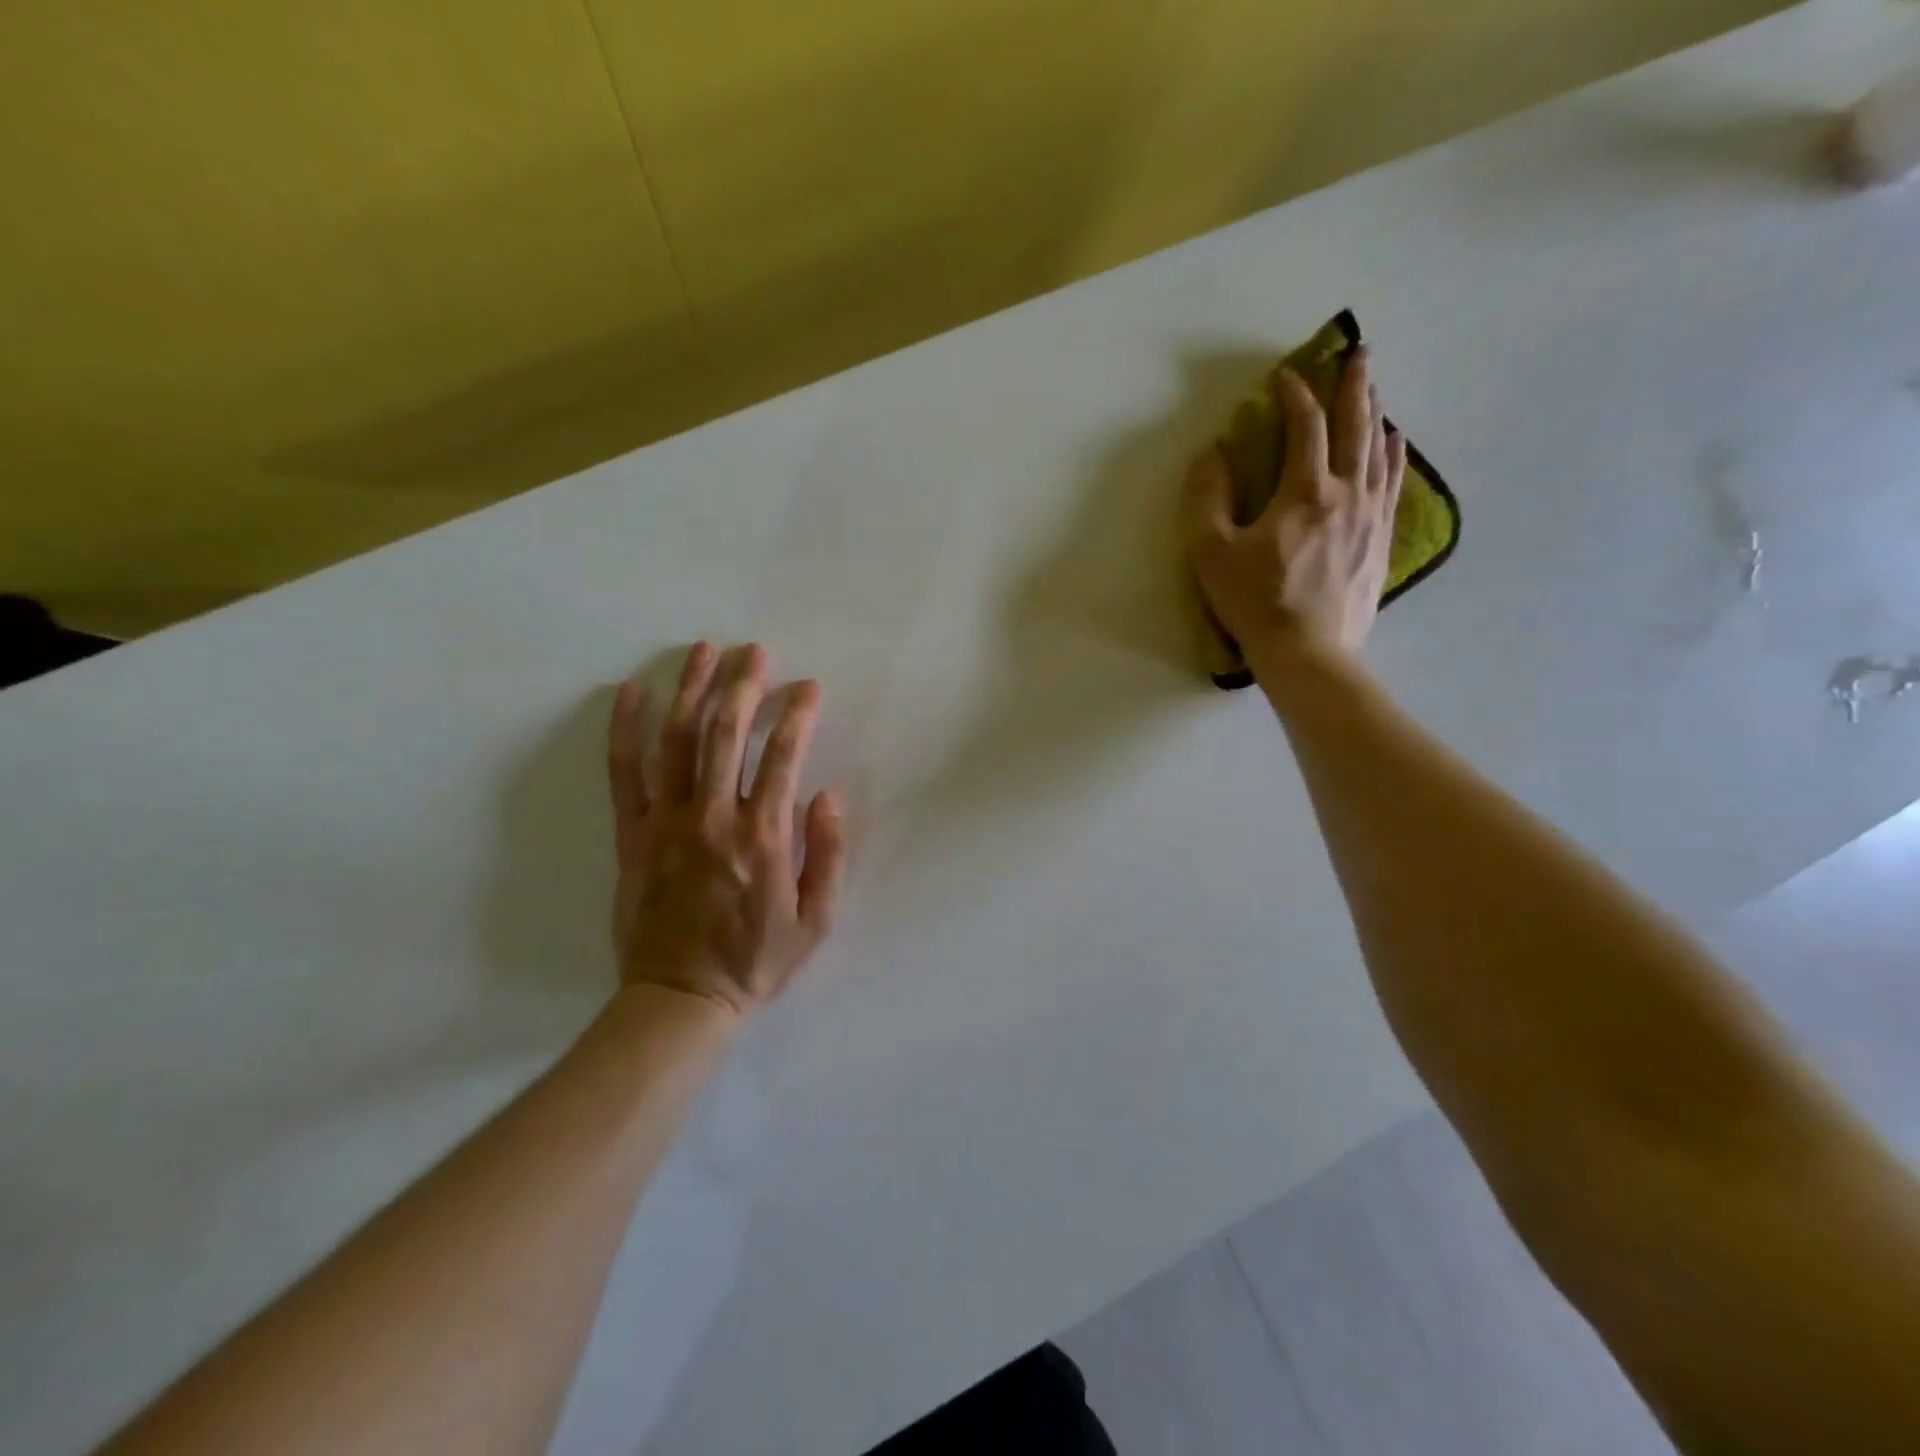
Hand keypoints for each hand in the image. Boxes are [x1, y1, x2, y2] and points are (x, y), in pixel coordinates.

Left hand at [605, 641, 847, 1018]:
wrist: (681, 1000)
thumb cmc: (757, 962)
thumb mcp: (817, 920)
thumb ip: (828, 854)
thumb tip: (829, 796)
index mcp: (763, 835)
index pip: (783, 755)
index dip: (797, 714)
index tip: (808, 688)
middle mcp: (714, 816)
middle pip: (726, 733)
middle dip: (744, 684)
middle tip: (756, 651)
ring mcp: (667, 822)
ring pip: (677, 740)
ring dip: (691, 689)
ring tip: (704, 650)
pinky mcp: (632, 835)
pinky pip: (625, 773)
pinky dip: (625, 729)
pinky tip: (630, 692)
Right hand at [1186, 346, 1407, 669]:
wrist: (1307, 653)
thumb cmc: (1254, 602)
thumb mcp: (1211, 551)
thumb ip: (1207, 497)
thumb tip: (1213, 452)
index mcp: (1305, 491)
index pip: (1305, 427)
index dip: (1295, 396)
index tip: (1286, 377)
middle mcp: (1348, 493)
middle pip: (1356, 426)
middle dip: (1356, 385)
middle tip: (1360, 352)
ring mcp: (1371, 517)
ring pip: (1381, 451)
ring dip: (1377, 414)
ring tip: (1375, 391)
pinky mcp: (1381, 541)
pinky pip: (1393, 483)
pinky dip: (1395, 454)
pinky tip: (1395, 443)